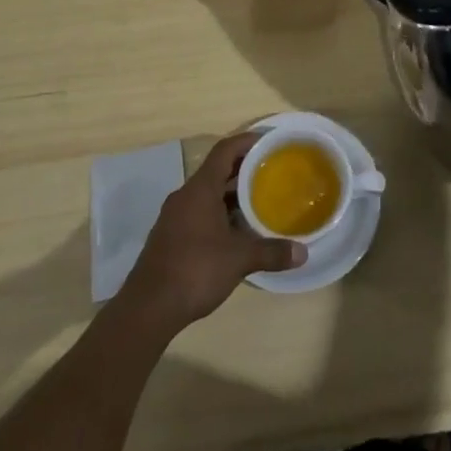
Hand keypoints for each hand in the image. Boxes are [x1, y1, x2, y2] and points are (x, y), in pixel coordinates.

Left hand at [119, 132, 304, 333]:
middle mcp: (185, 196)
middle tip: (272, 172)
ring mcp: (175, 217)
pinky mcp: (171, 237)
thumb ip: (271, 252)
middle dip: (244, 170)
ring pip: (208, 195)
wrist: (148, 308)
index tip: (269, 141)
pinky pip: (200, 213)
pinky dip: (220, 214)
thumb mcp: (238, 260)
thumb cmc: (195, 270)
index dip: (246, 142)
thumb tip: (303, 253)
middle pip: (217, 171)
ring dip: (232, 195)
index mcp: (200, 189)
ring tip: (261, 201)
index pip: (224, 151)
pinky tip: (237, 232)